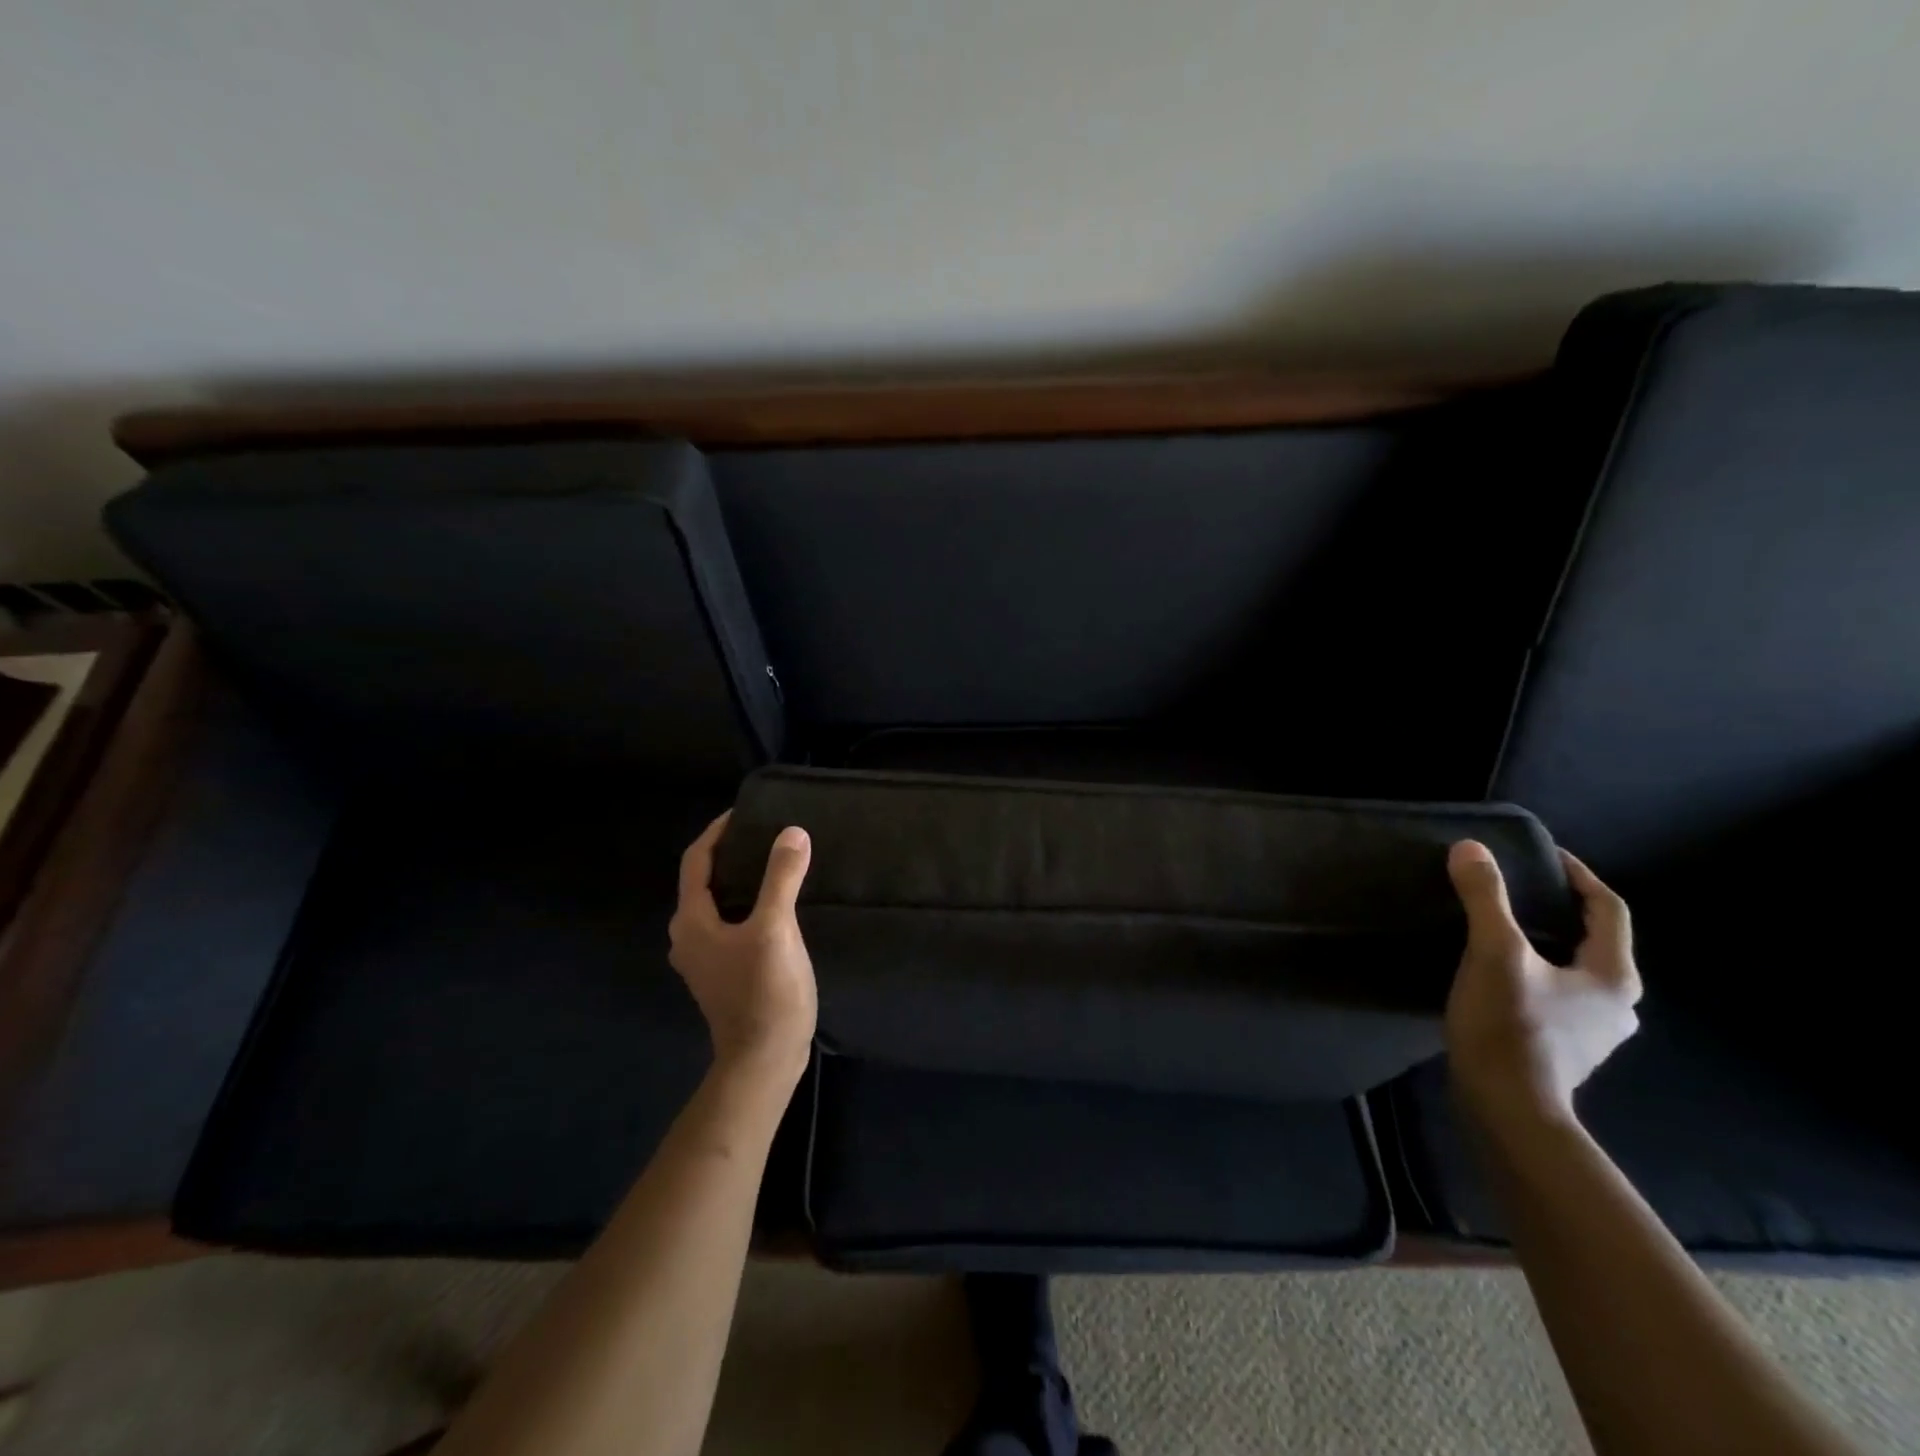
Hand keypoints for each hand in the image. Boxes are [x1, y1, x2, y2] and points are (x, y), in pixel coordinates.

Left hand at [668, 813, 817, 1081]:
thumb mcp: (776, 929)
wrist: (764, 1060)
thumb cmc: (764, 992)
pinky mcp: (724, 973)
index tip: (744, 812)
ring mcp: (705, 959)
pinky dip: (747, 904)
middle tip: (763, 835)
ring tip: (773, 863)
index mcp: (692, 922)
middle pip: (703, 882)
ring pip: (717, 904)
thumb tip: (792, 832)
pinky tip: (775, 904)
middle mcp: (689, 937)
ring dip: (739, 880)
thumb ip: (781, 878)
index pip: (696, 862)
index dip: (717, 832)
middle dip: (729, 855)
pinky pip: (730, 924)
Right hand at [1444, 840, 1641, 1130]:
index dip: (1578, 875)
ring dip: (1546, 943)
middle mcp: (1618, 1003)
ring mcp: (1595, 1030)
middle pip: (1594, 940)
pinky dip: (1536, 972)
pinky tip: (1501, 974)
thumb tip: (1471, 848)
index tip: (1543, 855)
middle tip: (1516, 889)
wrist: (1508, 1108)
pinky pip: (1557, 993)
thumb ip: (1485, 899)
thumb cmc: (1510, 1026)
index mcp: (1614, 976)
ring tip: (1502, 928)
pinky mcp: (1567, 1048)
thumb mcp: (1494, 953)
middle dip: (1559, 910)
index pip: (1608, 909)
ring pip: (1575, 969)